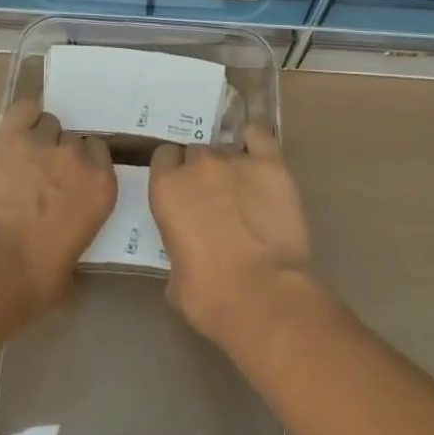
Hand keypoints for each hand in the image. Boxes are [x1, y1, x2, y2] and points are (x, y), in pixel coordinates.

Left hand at [0, 98, 115, 315]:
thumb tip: (66, 251)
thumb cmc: (32, 282)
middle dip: (60, 156)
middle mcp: (77, 158)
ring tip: (22, 159)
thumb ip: (76, 243)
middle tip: (43, 178)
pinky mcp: (10, 136)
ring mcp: (43, 143)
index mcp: (100, 189)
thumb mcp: (70, 272)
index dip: (84, 165)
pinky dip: (22, 117)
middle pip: (74, 140)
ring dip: (39, 139)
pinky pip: (24, 110)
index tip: (71, 181)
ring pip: (49, 124)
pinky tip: (14, 132)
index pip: (100, 155)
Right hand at [149, 125, 313, 349]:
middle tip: (215, 199)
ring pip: (228, 149)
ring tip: (244, 192)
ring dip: (231, 167)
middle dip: (203, 172)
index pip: (164, 158)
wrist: (263, 296)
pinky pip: (259, 137)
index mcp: (167, 188)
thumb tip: (188, 247)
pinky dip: (257, 144)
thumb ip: (177, 246)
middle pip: (197, 152)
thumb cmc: (211, 297)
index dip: (173, 173)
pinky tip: (260, 161)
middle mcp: (198, 164)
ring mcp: (235, 159)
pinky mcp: (270, 162)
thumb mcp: (175, 277)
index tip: (183, 192)